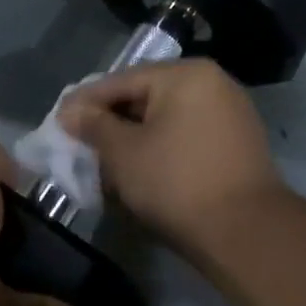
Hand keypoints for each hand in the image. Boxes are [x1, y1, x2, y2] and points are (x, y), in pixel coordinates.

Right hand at [59, 60, 287, 254]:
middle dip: (113, 119)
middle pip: (147, 95)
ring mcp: (231, 111)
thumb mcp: (124, 153)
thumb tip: (71, 111)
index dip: (86, 102)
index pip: (122, 80)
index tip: (58, 121)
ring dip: (137, 135)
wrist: (247, 231)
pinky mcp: (238, 141)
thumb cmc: (177, 183)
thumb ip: (95, 126)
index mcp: (185, 74)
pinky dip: (163, 145)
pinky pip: (189, 133)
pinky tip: (143, 167)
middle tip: (81, 141)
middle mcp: (213, 82)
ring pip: (169, 116)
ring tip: (107, 158)